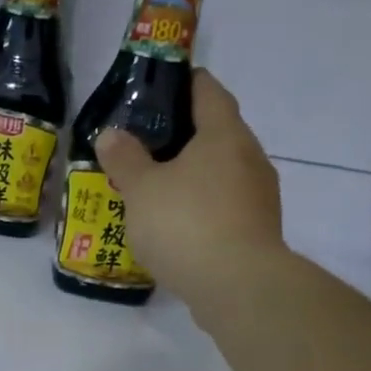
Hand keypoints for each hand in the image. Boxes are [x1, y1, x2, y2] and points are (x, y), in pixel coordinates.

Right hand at [94, 68, 286, 307]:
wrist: (238, 287)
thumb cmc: (186, 224)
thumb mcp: (141, 189)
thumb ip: (124, 159)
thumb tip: (111, 134)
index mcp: (224, 134)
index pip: (208, 91)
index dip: (185, 83)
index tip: (160, 87)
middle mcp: (250, 157)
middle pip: (217, 133)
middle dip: (184, 136)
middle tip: (146, 145)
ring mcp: (259, 197)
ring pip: (222, 173)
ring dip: (194, 177)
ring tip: (158, 189)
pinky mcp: (257, 231)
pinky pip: (225, 207)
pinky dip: (203, 208)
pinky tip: (178, 227)